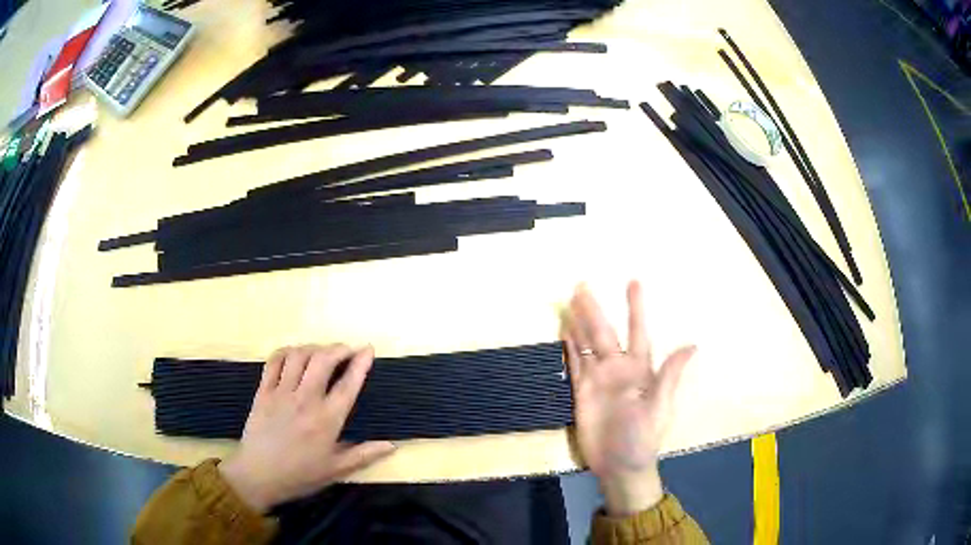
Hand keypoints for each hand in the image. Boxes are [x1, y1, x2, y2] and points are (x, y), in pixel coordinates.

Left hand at [219, 345, 395, 512]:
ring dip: (313, 348)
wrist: (258, 476)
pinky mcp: (263, 391)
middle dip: (338, 348)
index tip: (368, 349)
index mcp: (327, 420)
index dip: (360, 364)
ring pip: (298, 356)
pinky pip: (274, 361)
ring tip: (322, 352)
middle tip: (347, 350)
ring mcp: (281, 393)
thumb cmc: (300, 475)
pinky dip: (286, 352)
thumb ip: (364, 455)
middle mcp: (305, 400)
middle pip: (323, 360)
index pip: (348, 385)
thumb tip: (392, 445)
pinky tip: (293, 355)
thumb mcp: (336, 470)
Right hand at [563, 282, 695, 515]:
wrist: (619, 464)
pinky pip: (575, 364)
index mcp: (640, 369)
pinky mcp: (581, 391)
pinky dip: (569, 347)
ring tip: (570, 300)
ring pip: (587, 344)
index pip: (638, 332)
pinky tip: (564, 331)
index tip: (633, 282)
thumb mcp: (660, 407)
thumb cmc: (644, 437)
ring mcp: (598, 379)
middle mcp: (618, 368)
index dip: (636, 309)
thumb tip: (693, 345)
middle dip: (595, 309)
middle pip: (604, 333)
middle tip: (583, 285)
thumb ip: (669, 376)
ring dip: (579, 323)